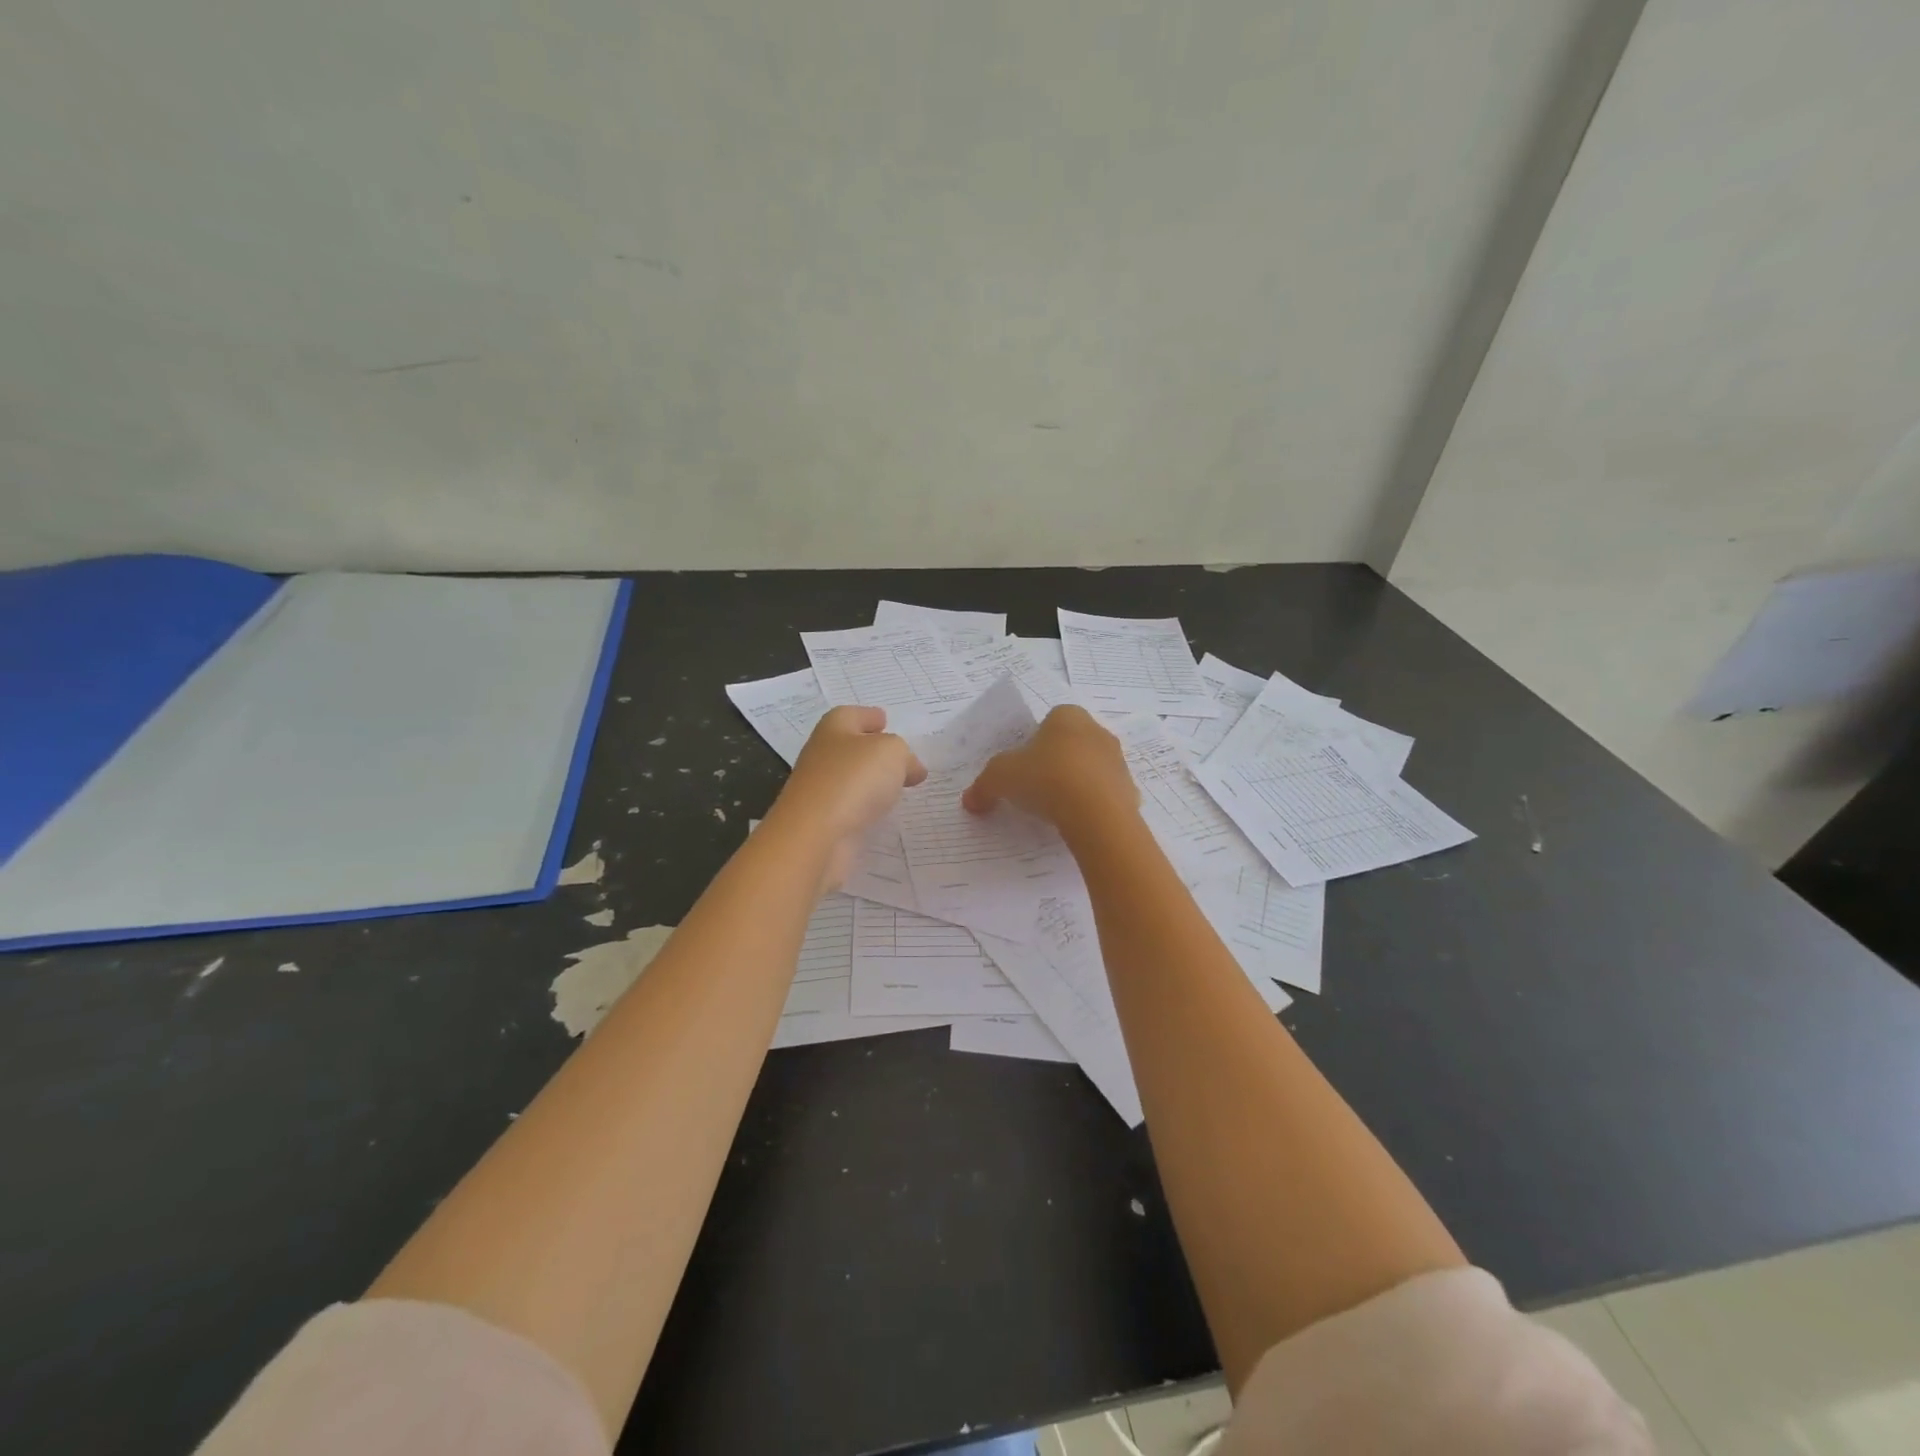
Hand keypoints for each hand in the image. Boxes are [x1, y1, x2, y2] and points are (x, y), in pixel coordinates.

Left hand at [767, 706, 925, 889]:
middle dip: (874, 750)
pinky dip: (866, 806)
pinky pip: (851, 806)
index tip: (885, 720)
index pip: (853, 715)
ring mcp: (820, 789)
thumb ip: (905, 755)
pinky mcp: (823, 820)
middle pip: (850, 746)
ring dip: (871, 781)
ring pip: (851, 778)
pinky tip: (883, 812)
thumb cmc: (854, 779)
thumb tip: (911, 769)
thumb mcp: (892, 752)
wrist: (815, 834)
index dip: (870, 716)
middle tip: (901, 757)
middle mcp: (823, 755)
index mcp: (834, 728)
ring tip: (899, 786)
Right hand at [962, 705, 1136, 831]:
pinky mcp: (1130, 791)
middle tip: (1036, 789)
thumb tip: (970, 801)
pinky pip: (1105, 796)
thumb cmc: (1046, 778)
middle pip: (1071, 745)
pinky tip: (1077, 824)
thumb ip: (983, 787)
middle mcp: (1097, 731)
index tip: (1023, 768)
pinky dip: (1092, 807)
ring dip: (1075, 785)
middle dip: (1056, 763)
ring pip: (1090, 770)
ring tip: (1056, 810)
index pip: (1048, 722)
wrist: (1096, 814)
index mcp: (1067, 716)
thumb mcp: (1000, 778)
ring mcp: (1118, 761)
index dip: (1033, 744)